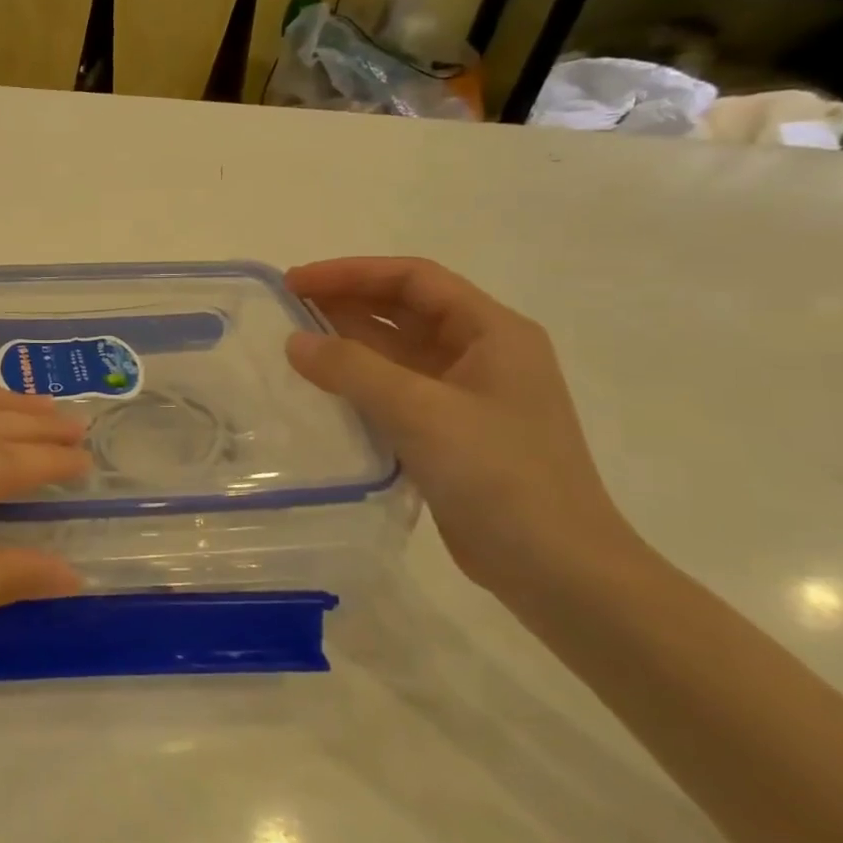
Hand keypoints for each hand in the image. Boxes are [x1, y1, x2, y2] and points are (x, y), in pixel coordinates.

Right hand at [284, 258, 636, 596]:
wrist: (556, 569)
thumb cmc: (499, 475)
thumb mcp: (421, 411)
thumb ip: (353, 369)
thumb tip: (294, 342)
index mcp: (493, 332)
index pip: (414, 279)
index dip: (352, 272)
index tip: (297, 282)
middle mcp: (481, 354)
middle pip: (404, 310)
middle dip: (346, 302)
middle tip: (285, 308)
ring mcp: (465, 396)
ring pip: (396, 352)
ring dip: (348, 343)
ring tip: (292, 343)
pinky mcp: (449, 433)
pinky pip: (394, 391)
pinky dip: (357, 382)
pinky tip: (320, 389)